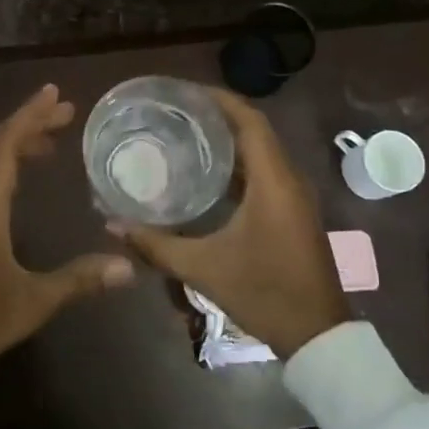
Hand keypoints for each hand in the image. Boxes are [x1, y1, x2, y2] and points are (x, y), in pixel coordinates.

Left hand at [0, 84, 134, 371]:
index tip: (54, 94)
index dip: (30, 115)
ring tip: (42, 148)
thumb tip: (127, 267)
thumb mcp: (30, 303)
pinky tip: (10, 185)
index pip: (5, 145)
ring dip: (5, 143)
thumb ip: (78, 280)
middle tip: (62, 119)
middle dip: (25, 125)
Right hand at [110, 86, 349, 357]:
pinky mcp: (292, 213)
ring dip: (228, 140)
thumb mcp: (204, 268)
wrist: (316, 335)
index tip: (185, 92)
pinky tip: (206, 175)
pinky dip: (237, 165)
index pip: (250, 121)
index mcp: (273, 181)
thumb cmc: (264, 292)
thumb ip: (156, 245)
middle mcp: (288, 180)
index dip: (219, 100)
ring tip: (185, 135)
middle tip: (176, 112)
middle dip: (217, 116)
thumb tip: (112, 225)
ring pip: (260, 153)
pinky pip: (264, 173)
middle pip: (254, 131)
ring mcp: (293, 198)